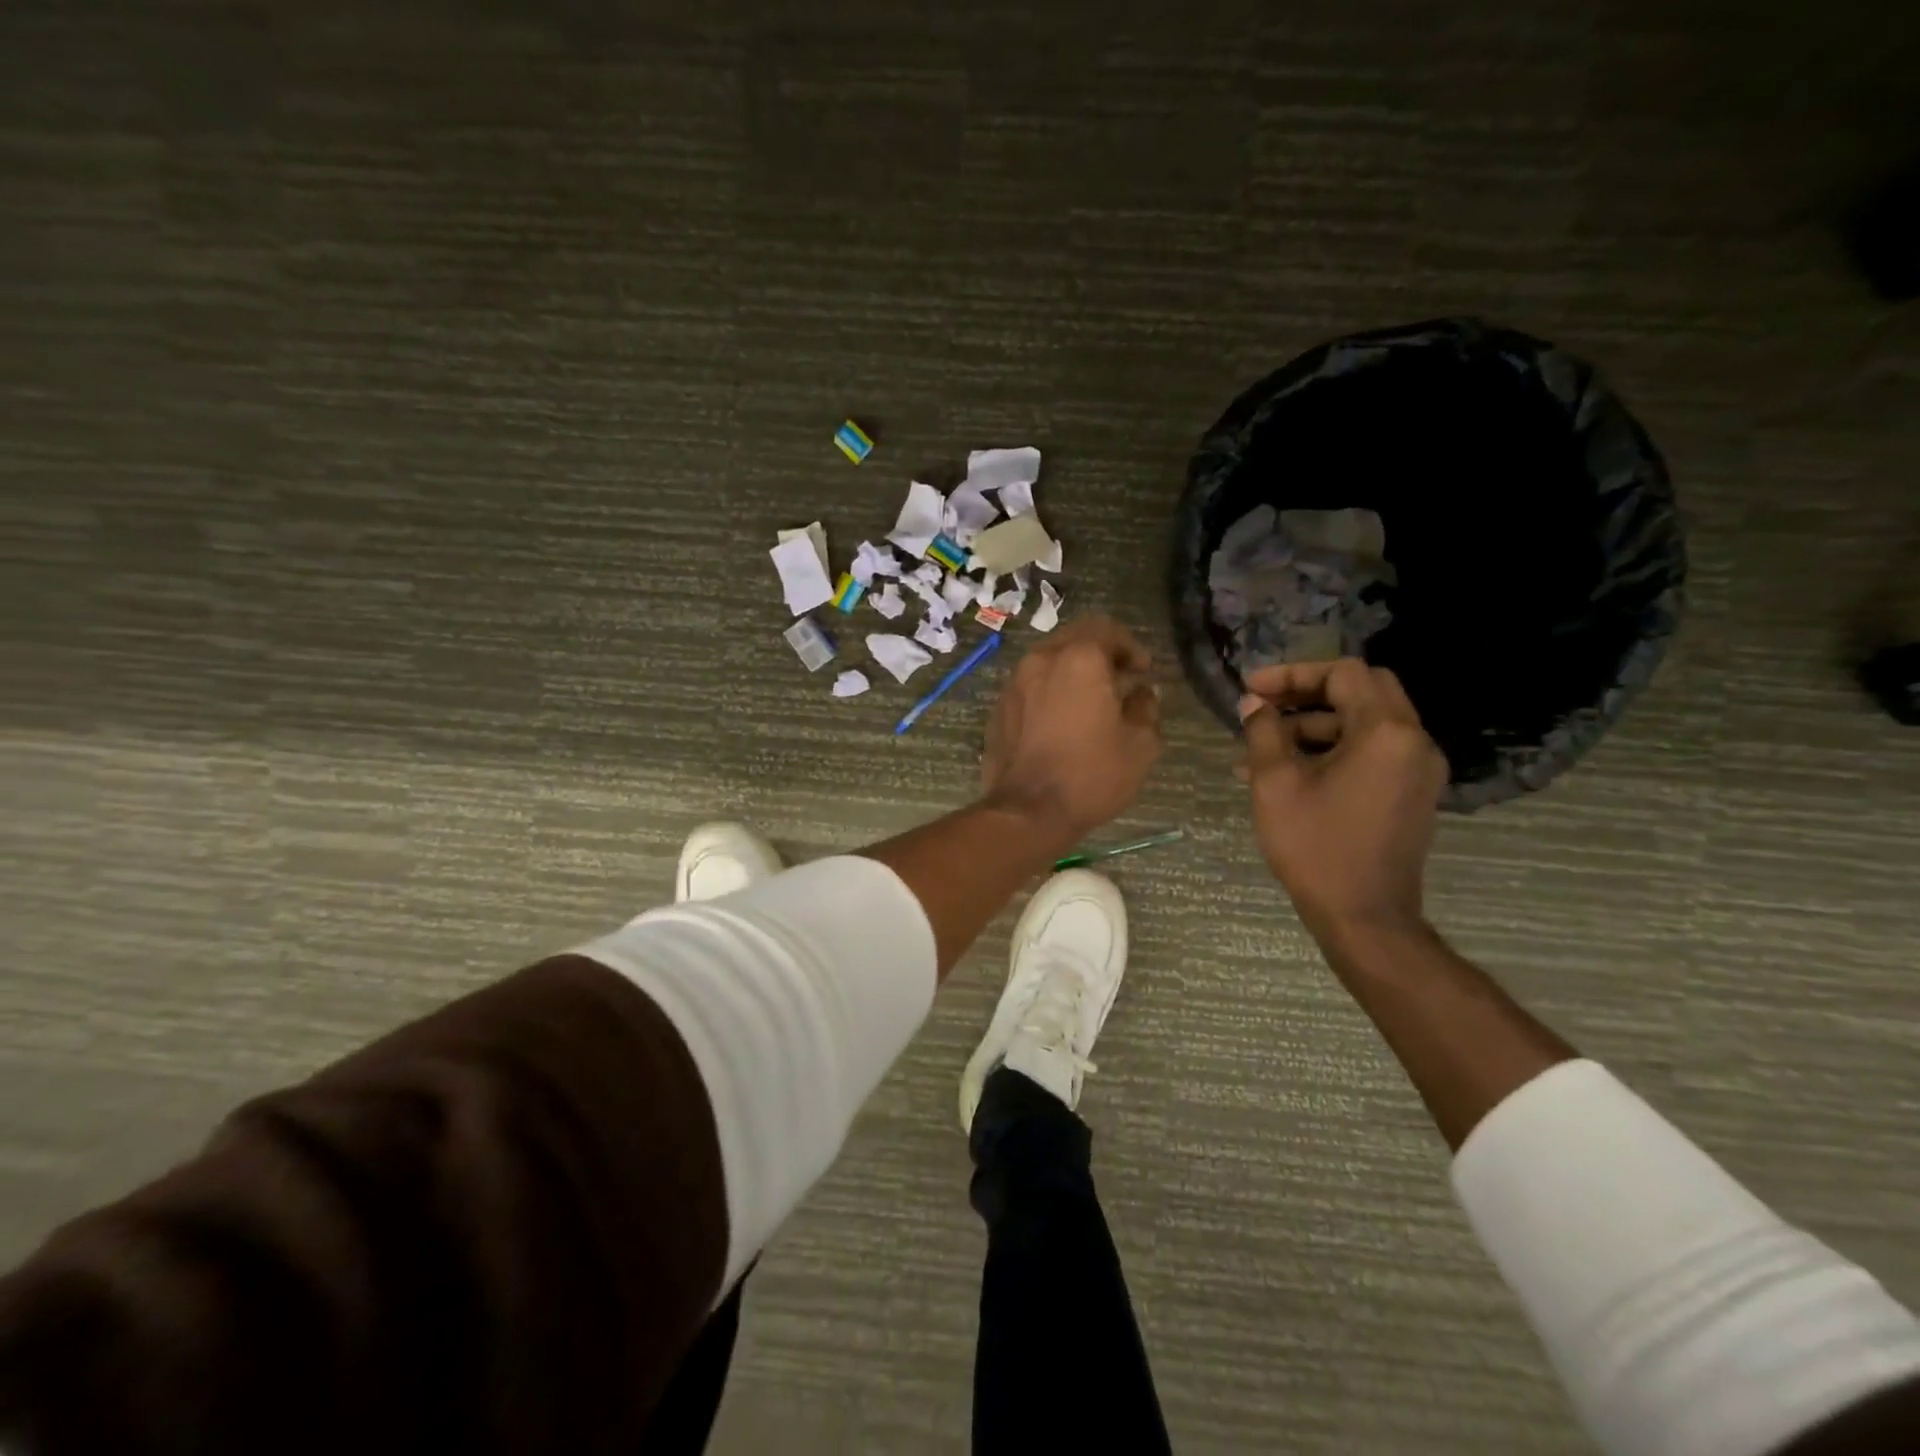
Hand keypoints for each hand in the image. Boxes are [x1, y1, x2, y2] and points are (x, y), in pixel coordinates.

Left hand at [981, 616, 1162, 842]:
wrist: (1027, 812)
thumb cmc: (1091, 775)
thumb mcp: (1140, 745)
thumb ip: (1145, 708)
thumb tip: (1140, 694)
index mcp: (1078, 659)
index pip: (1106, 629)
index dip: (1130, 646)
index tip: (1142, 671)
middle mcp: (1041, 660)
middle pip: (1074, 638)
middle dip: (1100, 652)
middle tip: (1119, 679)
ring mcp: (1014, 683)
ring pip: (1048, 660)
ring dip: (1072, 670)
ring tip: (1091, 700)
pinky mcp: (999, 708)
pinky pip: (1030, 685)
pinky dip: (1049, 690)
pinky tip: (1062, 719)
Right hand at [1238, 659, 1447, 939]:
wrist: (1365, 916)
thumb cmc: (1316, 847)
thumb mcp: (1275, 784)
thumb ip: (1263, 732)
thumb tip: (1253, 703)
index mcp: (1386, 732)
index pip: (1344, 674)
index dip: (1294, 674)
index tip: (1253, 690)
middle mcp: (1414, 741)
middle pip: (1363, 690)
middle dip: (1308, 692)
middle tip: (1265, 706)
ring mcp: (1419, 768)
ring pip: (1367, 721)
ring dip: (1316, 724)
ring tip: (1264, 747)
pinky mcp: (1414, 792)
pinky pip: (1374, 751)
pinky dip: (1335, 748)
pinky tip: (1292, 771)